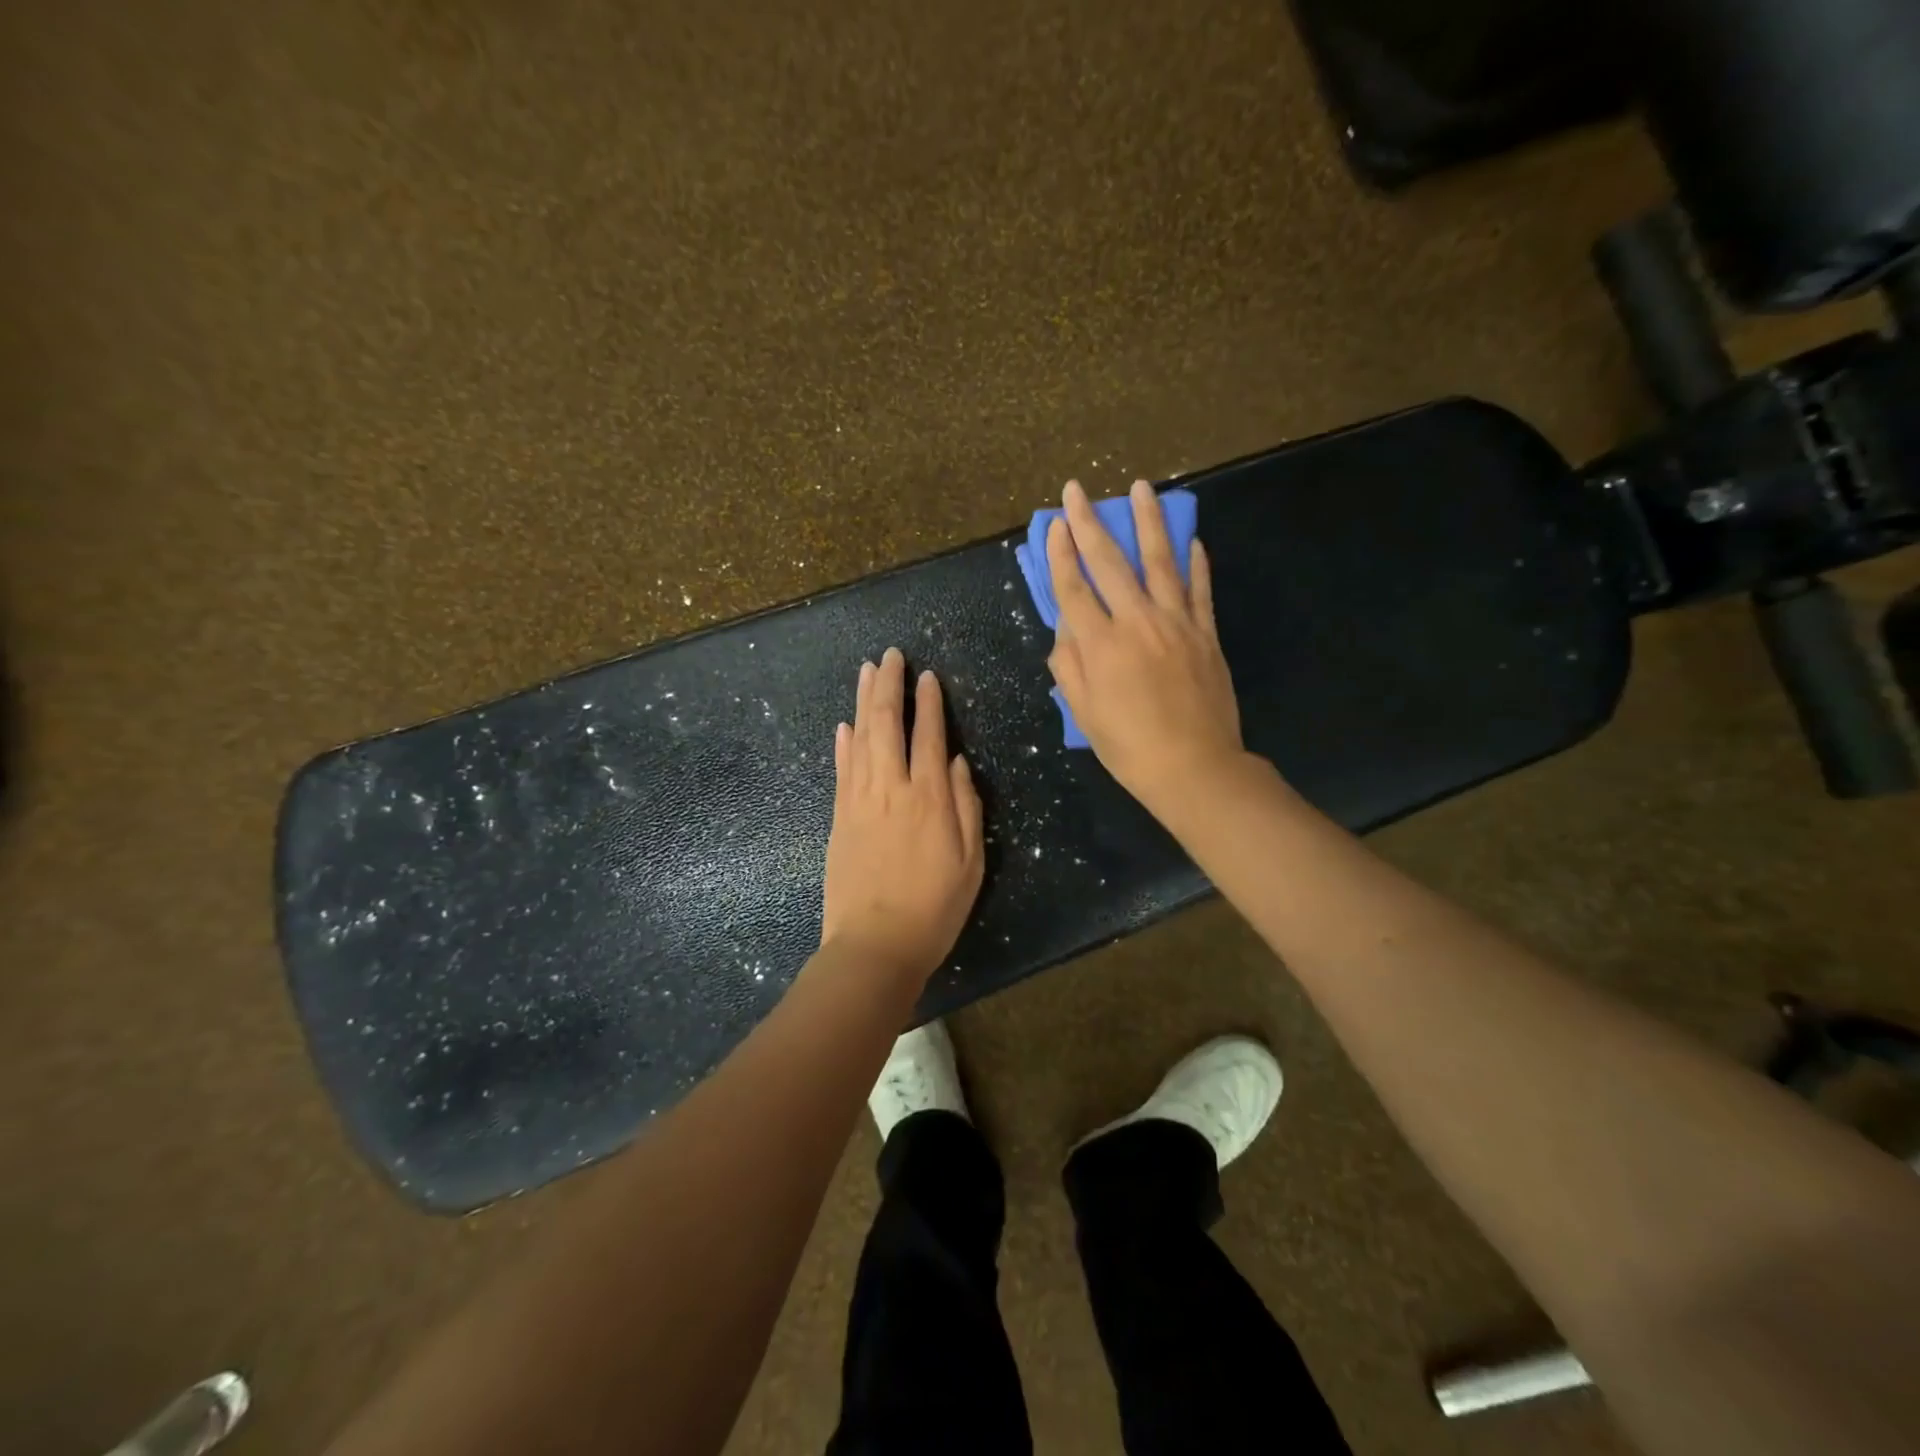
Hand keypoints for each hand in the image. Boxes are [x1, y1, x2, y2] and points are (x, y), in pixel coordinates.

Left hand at [821, 647, 985, 983]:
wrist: (875, 946)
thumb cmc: (934, 909)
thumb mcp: (971, 862)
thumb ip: (966, 807)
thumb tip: (956, 762)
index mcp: (930, 799)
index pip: (928, 736)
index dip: (930, 703)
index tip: (929, 676)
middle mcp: (892, 789)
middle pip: (887, 724)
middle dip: (890, 685)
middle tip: (891, 655)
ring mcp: (859, 801)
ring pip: (860, 738)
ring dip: (863, 701)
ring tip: (867, 670)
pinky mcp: (839, 818)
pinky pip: (841, 769)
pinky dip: (844, 742)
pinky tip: (845, 723)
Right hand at [1046, 478, 1246, 815]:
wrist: (1194, 767)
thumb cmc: (1129, 747)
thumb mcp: (1084, 713)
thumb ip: (1069, 665)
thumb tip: (1066, 630)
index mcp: (1101, 645)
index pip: (1074, 588)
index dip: (1061, 554)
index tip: (1055, 523)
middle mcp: (1137, 622)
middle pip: (1110, 563)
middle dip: (1090, 523)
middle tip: (1078, 490)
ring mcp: (1177, 623)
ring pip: (1160, 561)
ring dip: (1148, 521)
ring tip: (1141, 487)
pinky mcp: (1207, 633)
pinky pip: (1200, 589)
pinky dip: (1195, 562)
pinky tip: (1191, 539)